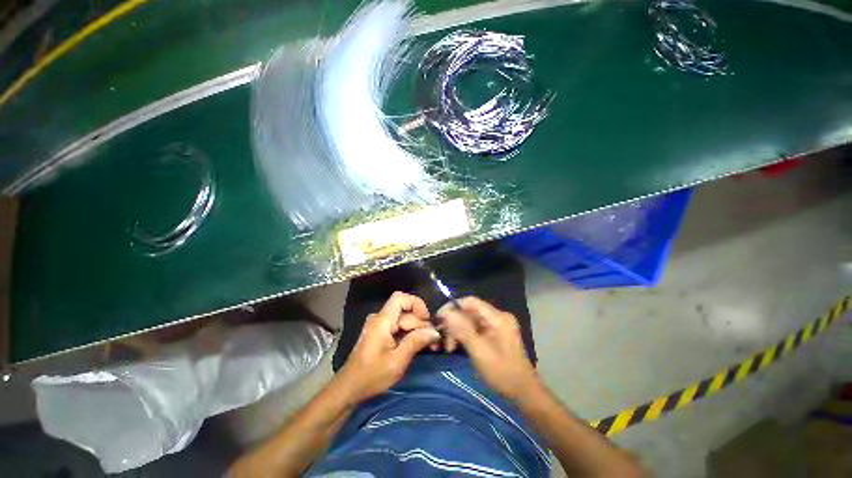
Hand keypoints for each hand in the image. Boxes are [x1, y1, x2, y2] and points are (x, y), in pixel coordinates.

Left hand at [337, 292, 439, 402]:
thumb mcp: (397, 361)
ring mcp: (380, 326)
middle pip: (405, 312)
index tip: (427, 319)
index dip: (416, 303)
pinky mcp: (381, 334)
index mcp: (382, 321)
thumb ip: (416, 342)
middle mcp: (380, 319)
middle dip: (421, 324)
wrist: (350, 389)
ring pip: (404, 320)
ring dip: (417, 331)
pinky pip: (399, 328)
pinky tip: (419, 345)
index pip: (400, 298)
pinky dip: (410, 335)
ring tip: (430, 345)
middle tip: (434, 341)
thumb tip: (434, 332)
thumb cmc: (372, 375)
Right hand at [438, 296, 539, 400]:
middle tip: (443, 340)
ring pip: (470, 320)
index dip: (452, 307)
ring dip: (457, 331)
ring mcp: (496, 325)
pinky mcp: (494, 333)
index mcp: (497, 317)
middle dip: (454, 324)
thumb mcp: (479, 351)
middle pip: (469, 311)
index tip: (439, 319)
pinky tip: (457, 347)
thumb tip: (446, 313)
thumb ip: (462, 329)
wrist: (523, 393)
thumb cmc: (502, 372)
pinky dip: (464, 336)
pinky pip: (475, 328)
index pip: (470, 301)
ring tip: (450, 348)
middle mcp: (497, 316)